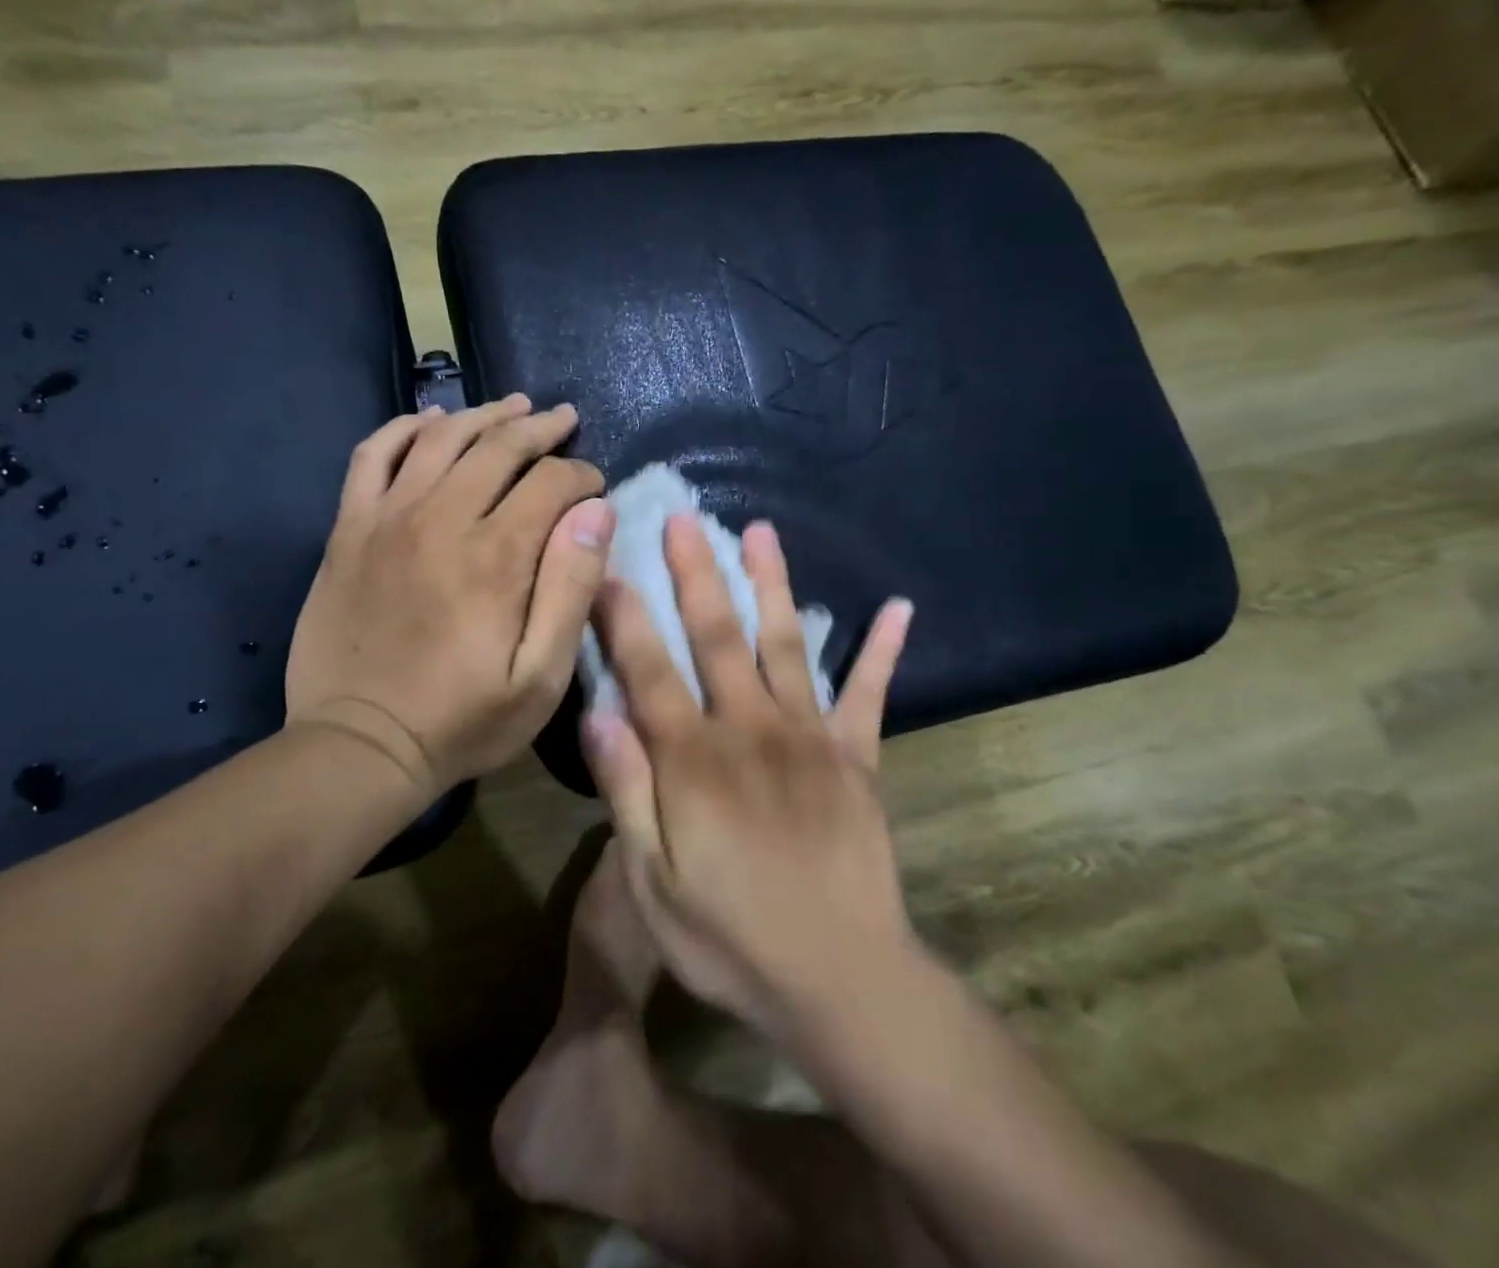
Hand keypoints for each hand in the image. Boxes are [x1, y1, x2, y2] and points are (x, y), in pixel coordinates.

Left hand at [284, 395, 613, 801]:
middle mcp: (442, 519)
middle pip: (498, 447)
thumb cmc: (462, 720)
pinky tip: (430, 422)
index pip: (551, 483)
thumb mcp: (541, 678)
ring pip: (441, 438)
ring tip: (513, 406)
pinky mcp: (349, 530)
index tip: (595, 487)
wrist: (360, 745)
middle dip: (540, 428)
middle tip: (564, 419)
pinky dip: (404, 428)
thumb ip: (571, 590)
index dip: (581, 475)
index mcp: (496, 556)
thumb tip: (597, 513)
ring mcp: (388, 518)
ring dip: (482, 415)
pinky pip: (372, 456)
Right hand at [584, 514, 914, 1040]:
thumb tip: (599, 712)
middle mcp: (750, 728)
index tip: (608, 564)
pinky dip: (883, 649)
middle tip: (684, 518)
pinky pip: (870, 694)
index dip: (624, 614)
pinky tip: (899, 606)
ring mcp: (810, 737)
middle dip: (696, 573)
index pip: (649, 669)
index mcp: (694, 759)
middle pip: (717, 636)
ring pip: (785, 643)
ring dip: (772, 584)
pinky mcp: (857, 758)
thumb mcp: (651, 882)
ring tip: (760, 532)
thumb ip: (626, 791)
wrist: (842, 980)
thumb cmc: (730, 938)